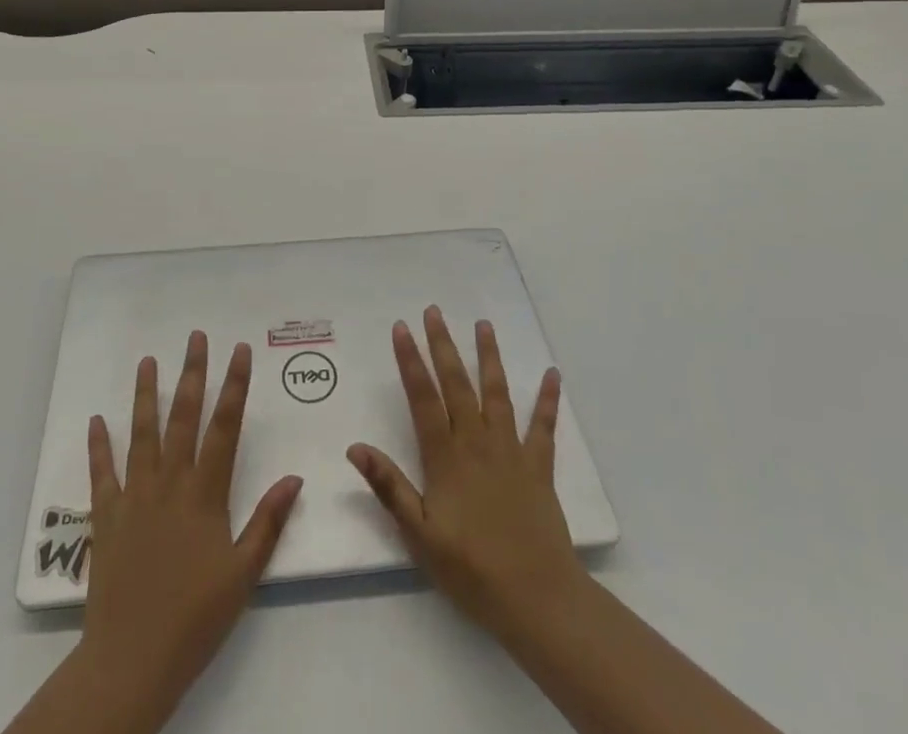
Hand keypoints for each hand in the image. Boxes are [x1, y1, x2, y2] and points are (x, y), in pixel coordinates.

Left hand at [79, 332, 302, 724]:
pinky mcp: (106, 516)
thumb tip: (294, 477)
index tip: (240, 351)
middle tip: (195, 337)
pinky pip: (102, 472)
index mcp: (205, 493)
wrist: (132, 659)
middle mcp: (170, 482)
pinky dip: (98, 445)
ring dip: (145, 394)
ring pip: (142, 433)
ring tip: (147, 361)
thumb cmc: (195, 617)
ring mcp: (135, 495)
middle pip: (183, 417)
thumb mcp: (243, 574)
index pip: (225, 427)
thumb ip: (268, 522)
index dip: (235, 386)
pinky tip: (96, 420)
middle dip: (192, 373)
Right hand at [347, 307, 585, 646]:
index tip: (402, 328)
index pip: (423, 397)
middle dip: (443, 345)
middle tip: (435, 311)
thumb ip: (389, 487)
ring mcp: (511, 450)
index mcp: (446, 456)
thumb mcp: (419, 534)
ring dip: (488, 356)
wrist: (536, 597)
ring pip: (497, 393)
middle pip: (457, 384)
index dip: (411, 360)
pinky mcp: (538, 465)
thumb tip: (355, 447)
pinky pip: (544, 425)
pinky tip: (552, 374)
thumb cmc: (471, 569)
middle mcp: (477, 442)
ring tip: (483, 324)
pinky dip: (548, 399)